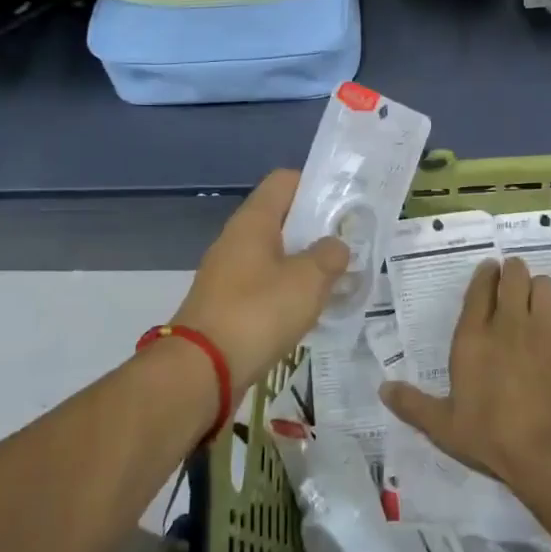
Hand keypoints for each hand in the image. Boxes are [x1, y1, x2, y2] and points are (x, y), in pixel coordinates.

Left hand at [172, 170, 349, 388]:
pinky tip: (309, 310)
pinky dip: (288, 291)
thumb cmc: (258, 312)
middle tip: (349, 244)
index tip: (344, 204)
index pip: (284, 181)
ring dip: (303, 263)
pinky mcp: (226, 305)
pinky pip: (264, 285)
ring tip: (336, 279)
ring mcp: (228, 274)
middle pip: (281, 219)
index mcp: (253, 222)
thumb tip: (336, 246)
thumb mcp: (308, 280)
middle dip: (315, 229)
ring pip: (274, 255)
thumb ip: (329, 256)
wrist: (202, 370)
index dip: (315, 185)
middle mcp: (237, 240)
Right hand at [380, 257, 550, 489]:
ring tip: (535, 301)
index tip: (489, 270)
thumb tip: (382, 389)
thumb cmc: (492, 435)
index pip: (480, 287)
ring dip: (538, 288)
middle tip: (512, 281)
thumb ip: (413, 405)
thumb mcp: (444, 427)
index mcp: (474, 336)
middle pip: (515, 275)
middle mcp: (510, 323)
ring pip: (545, 286)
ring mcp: (545, 330)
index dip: (485, 274)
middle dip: (513, 272)